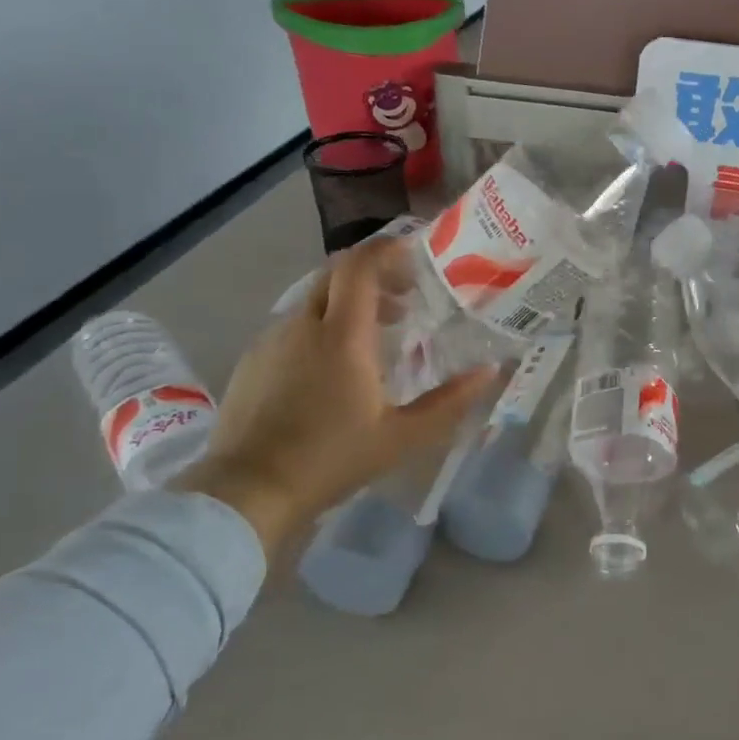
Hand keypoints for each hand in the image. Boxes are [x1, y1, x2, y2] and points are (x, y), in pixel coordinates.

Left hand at [171, 239, 495, 554]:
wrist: (249, 490)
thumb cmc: (333, 459)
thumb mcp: (403, 436)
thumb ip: (450, 401)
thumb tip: (489, 372)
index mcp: (342, 335)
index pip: (361, 265)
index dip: (388, 249)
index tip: (415, 254)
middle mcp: (304, 325)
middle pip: (336, 273)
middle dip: (373, 274)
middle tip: (405, 297)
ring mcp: (272, 340)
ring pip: (315, 299)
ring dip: (349, 302)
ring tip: (376, 335)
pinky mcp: (254, 359)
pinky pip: (294, 325)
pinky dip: (322, 325)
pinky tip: (334, 365)